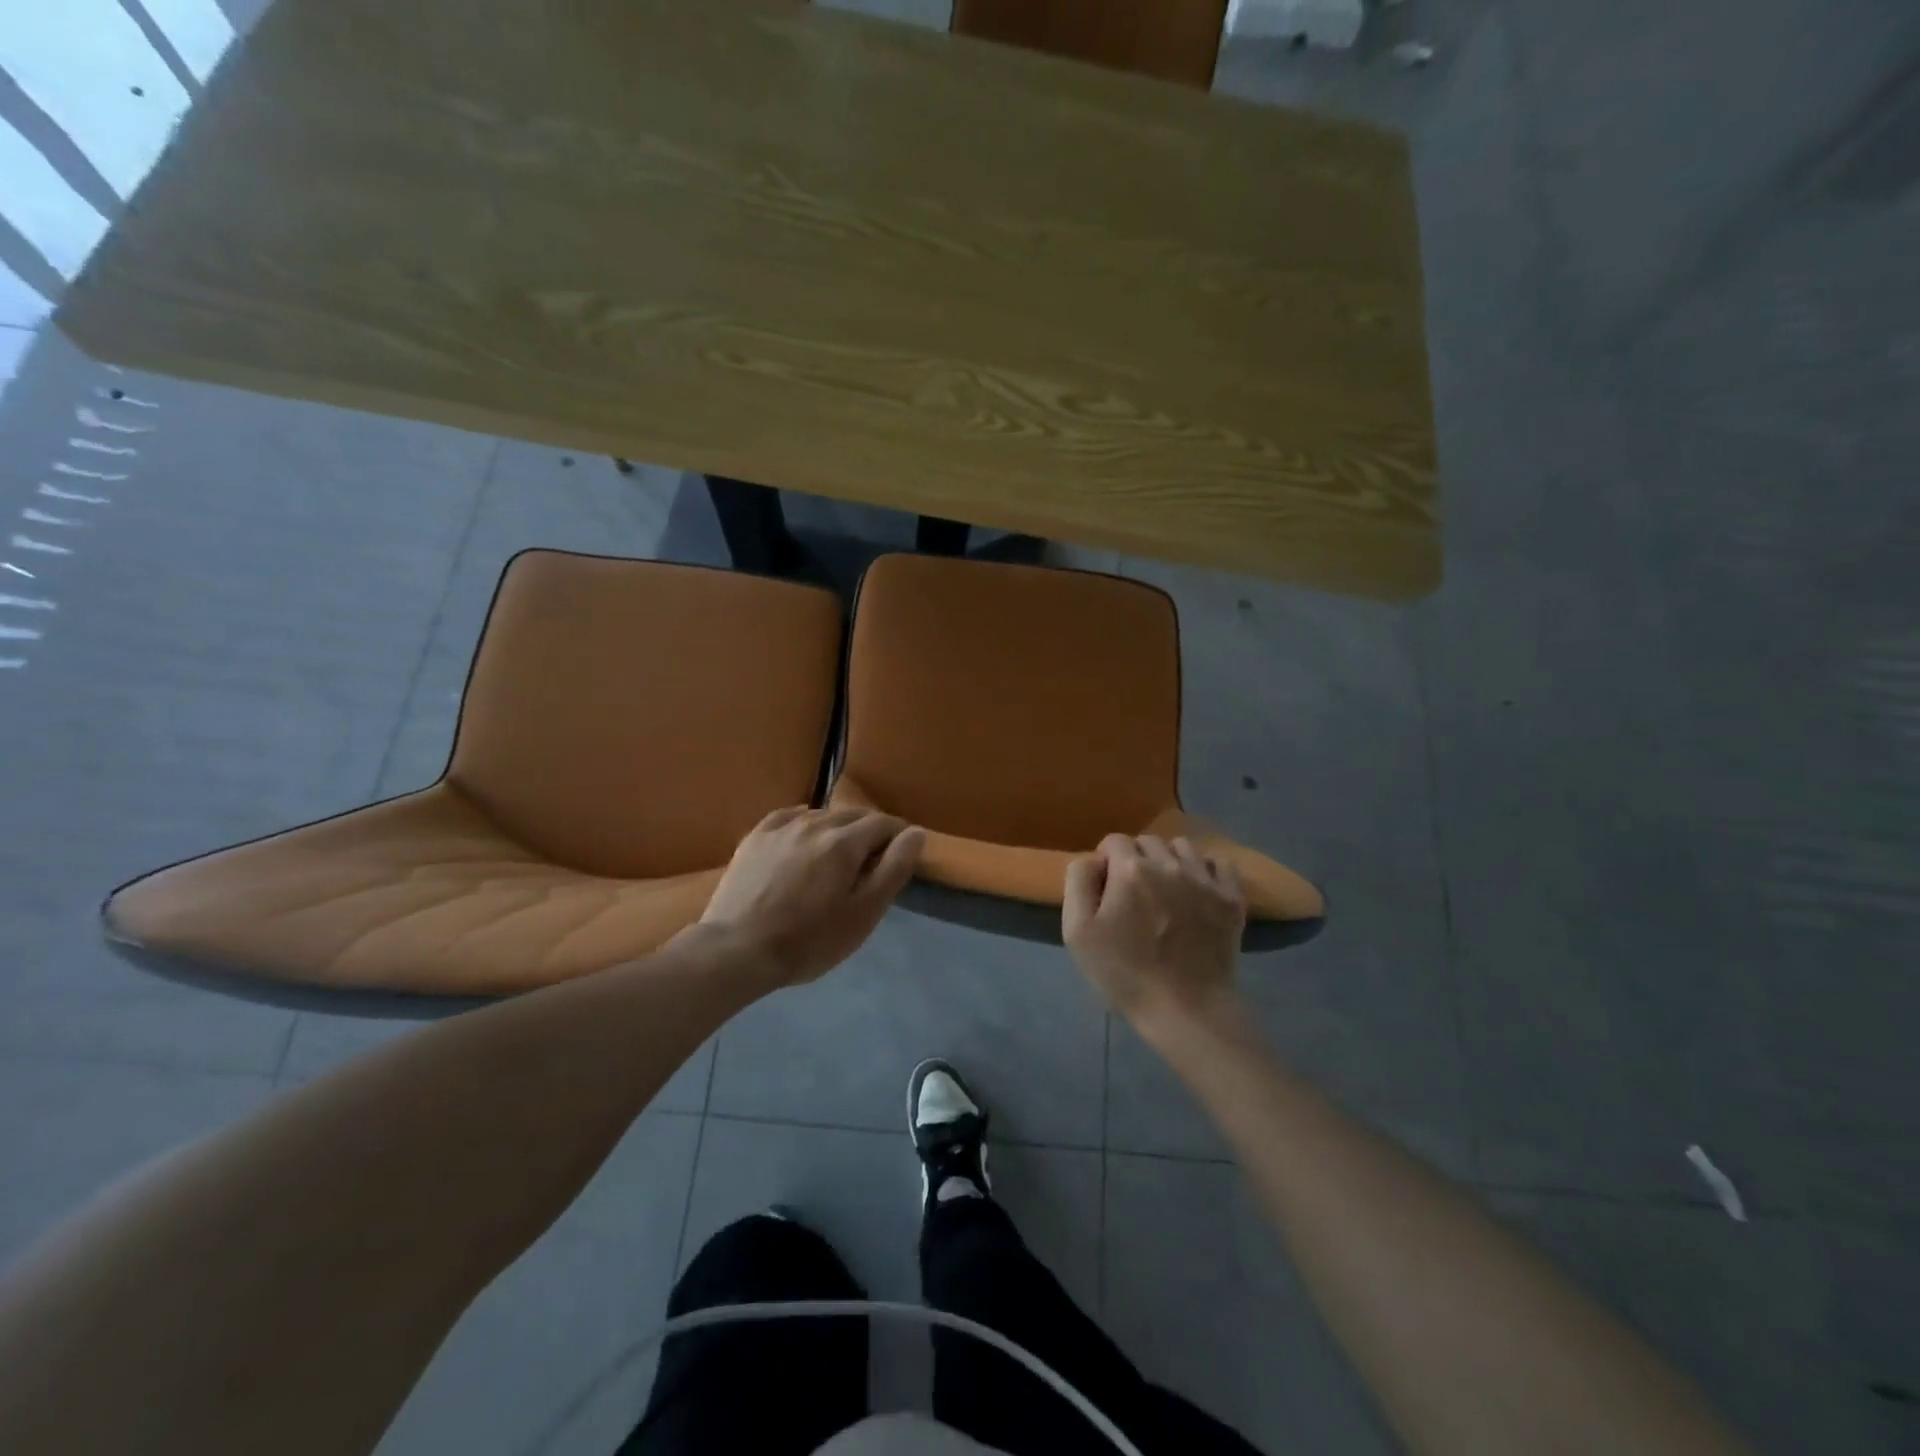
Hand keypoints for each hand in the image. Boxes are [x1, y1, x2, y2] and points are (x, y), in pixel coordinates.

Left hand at [699, 806, 925, 987]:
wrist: (737, 950)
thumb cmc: (809, 940)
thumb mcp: (864, 913)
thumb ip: (893, 869)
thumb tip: (915, 832)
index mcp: (845, 842)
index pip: (883, 823)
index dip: (897, 837)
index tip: (899, 857)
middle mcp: (815, 823)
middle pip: (853, 815)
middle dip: (870, 831)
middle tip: (871, 860)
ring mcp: (781, 828)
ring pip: (822, 815)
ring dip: (838, 828)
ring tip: (838, 854)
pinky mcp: (755, 838)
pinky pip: (789, 816)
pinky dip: (805, 821)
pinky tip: (805, 833)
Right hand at [1062, 834, 1246, 1028]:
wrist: (1187, 1010)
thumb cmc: (1125, 974)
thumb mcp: (1078, 932)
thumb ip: (1079, 882)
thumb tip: (1093, 860)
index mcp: (1130, 869)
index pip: (1113, 841)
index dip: (1105, 864)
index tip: (1107, 892)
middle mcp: (1169, 863)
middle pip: (1147, 842)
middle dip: (1136, 859)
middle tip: (1134, 895)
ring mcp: (1205, 879)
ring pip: (1182, 847)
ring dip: (1169, 861)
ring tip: (1166, 891)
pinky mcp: (1231, 898)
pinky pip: (1219, 863)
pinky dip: (1206, 870)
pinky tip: (1198, 892)